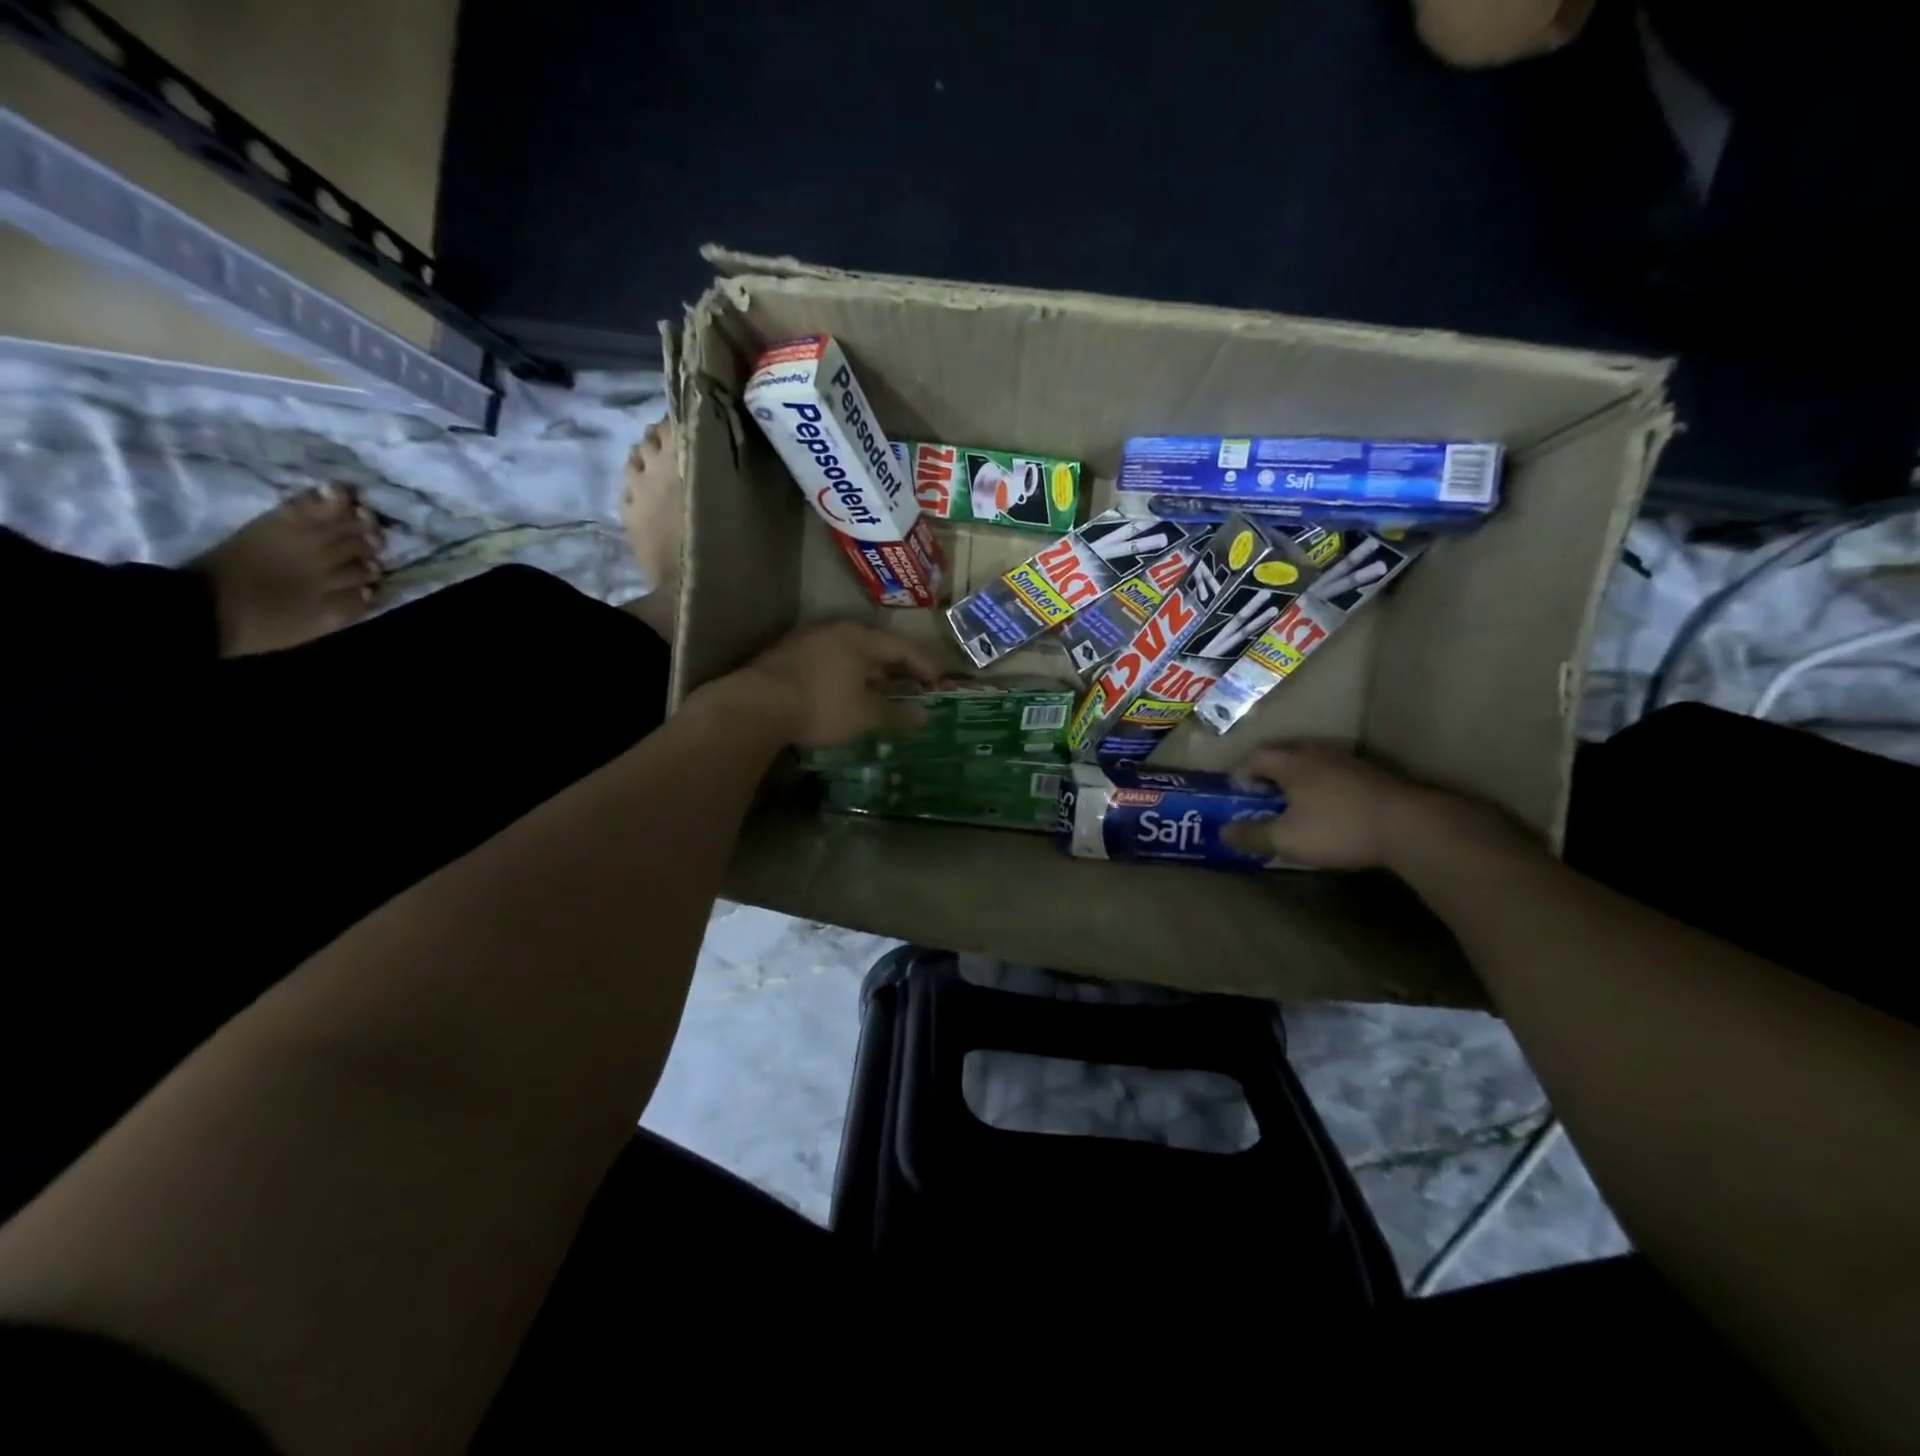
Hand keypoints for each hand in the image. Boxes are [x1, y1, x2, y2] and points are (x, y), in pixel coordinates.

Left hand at [712, 621, 941, 748]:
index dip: (923, 665)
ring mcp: (808, 640)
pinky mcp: (786, 655)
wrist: (756, 705)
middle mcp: (836, 630)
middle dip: (896, 667)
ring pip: (849, 652)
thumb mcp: (865, 715)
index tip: (938, 682)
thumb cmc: (821, 705)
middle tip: (911, 685)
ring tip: (879, 689)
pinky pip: (828, 661)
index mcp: (861, 638)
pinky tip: (843, 691)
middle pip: (875, 646)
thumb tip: (926, 716)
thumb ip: (898, 714)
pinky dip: (844, 674)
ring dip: (868, 671)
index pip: (902, 647)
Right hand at [1220, 744, 1438, 869]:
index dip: (1242, 772)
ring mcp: (1351, 763)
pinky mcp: (1376, 777)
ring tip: (1298, 803)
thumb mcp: (1286, 839)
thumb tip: (1222, 832)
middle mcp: (1319, 754)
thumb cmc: (1337, 828)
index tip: (1238, 791)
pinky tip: (1334, 809)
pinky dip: (1328, 788)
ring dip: (1302, 780)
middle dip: (1271, 773)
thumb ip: (1252, 835)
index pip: (1257, 757)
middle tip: (1265, 795)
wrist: (1409, 826)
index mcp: (1292, 764)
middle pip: (1287, 755)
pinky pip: (1340, 776)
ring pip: (1316, 764)